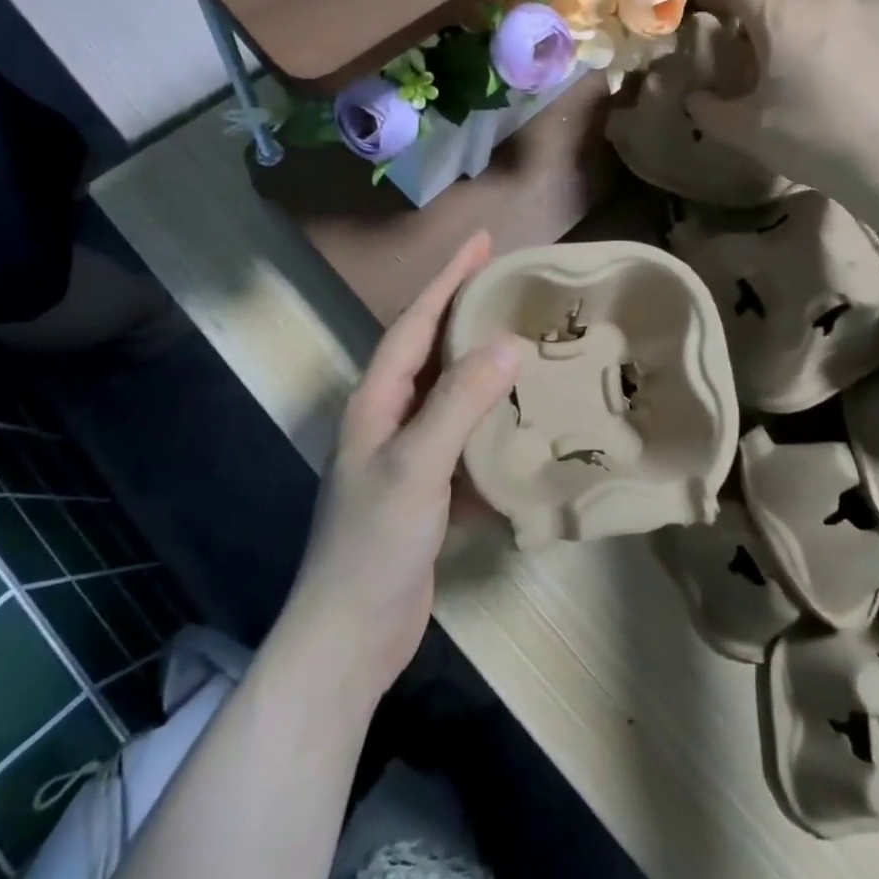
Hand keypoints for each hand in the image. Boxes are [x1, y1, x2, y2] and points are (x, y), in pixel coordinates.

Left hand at [287, 233, 520, 697]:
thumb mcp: (417, 465)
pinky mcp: (428, 494)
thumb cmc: (374, 543)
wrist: (350, 637)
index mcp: (375, 402)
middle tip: (511, 287)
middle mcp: (388, 421)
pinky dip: (493, 432)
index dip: (447, 280)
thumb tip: (509, 345)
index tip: (481, 241)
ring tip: (528, 347)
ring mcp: (407, 459)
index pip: (415, 324)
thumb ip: (459, 403)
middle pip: (432, 353)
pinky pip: (466, 445)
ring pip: (452, 399)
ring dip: (486, 372)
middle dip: (466, 315)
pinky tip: (527, 429)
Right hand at [686, 0, 878, 204]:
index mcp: (778, 20)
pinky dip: (832, 9)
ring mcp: (859, 10)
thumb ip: (710, 112)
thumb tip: (694, 98)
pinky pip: (852, 2)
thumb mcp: (746, 132)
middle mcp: (819, 2)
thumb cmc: (810, 138)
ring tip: (793, 18)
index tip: (705, 3)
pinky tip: (833, 38)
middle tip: (750, 15)